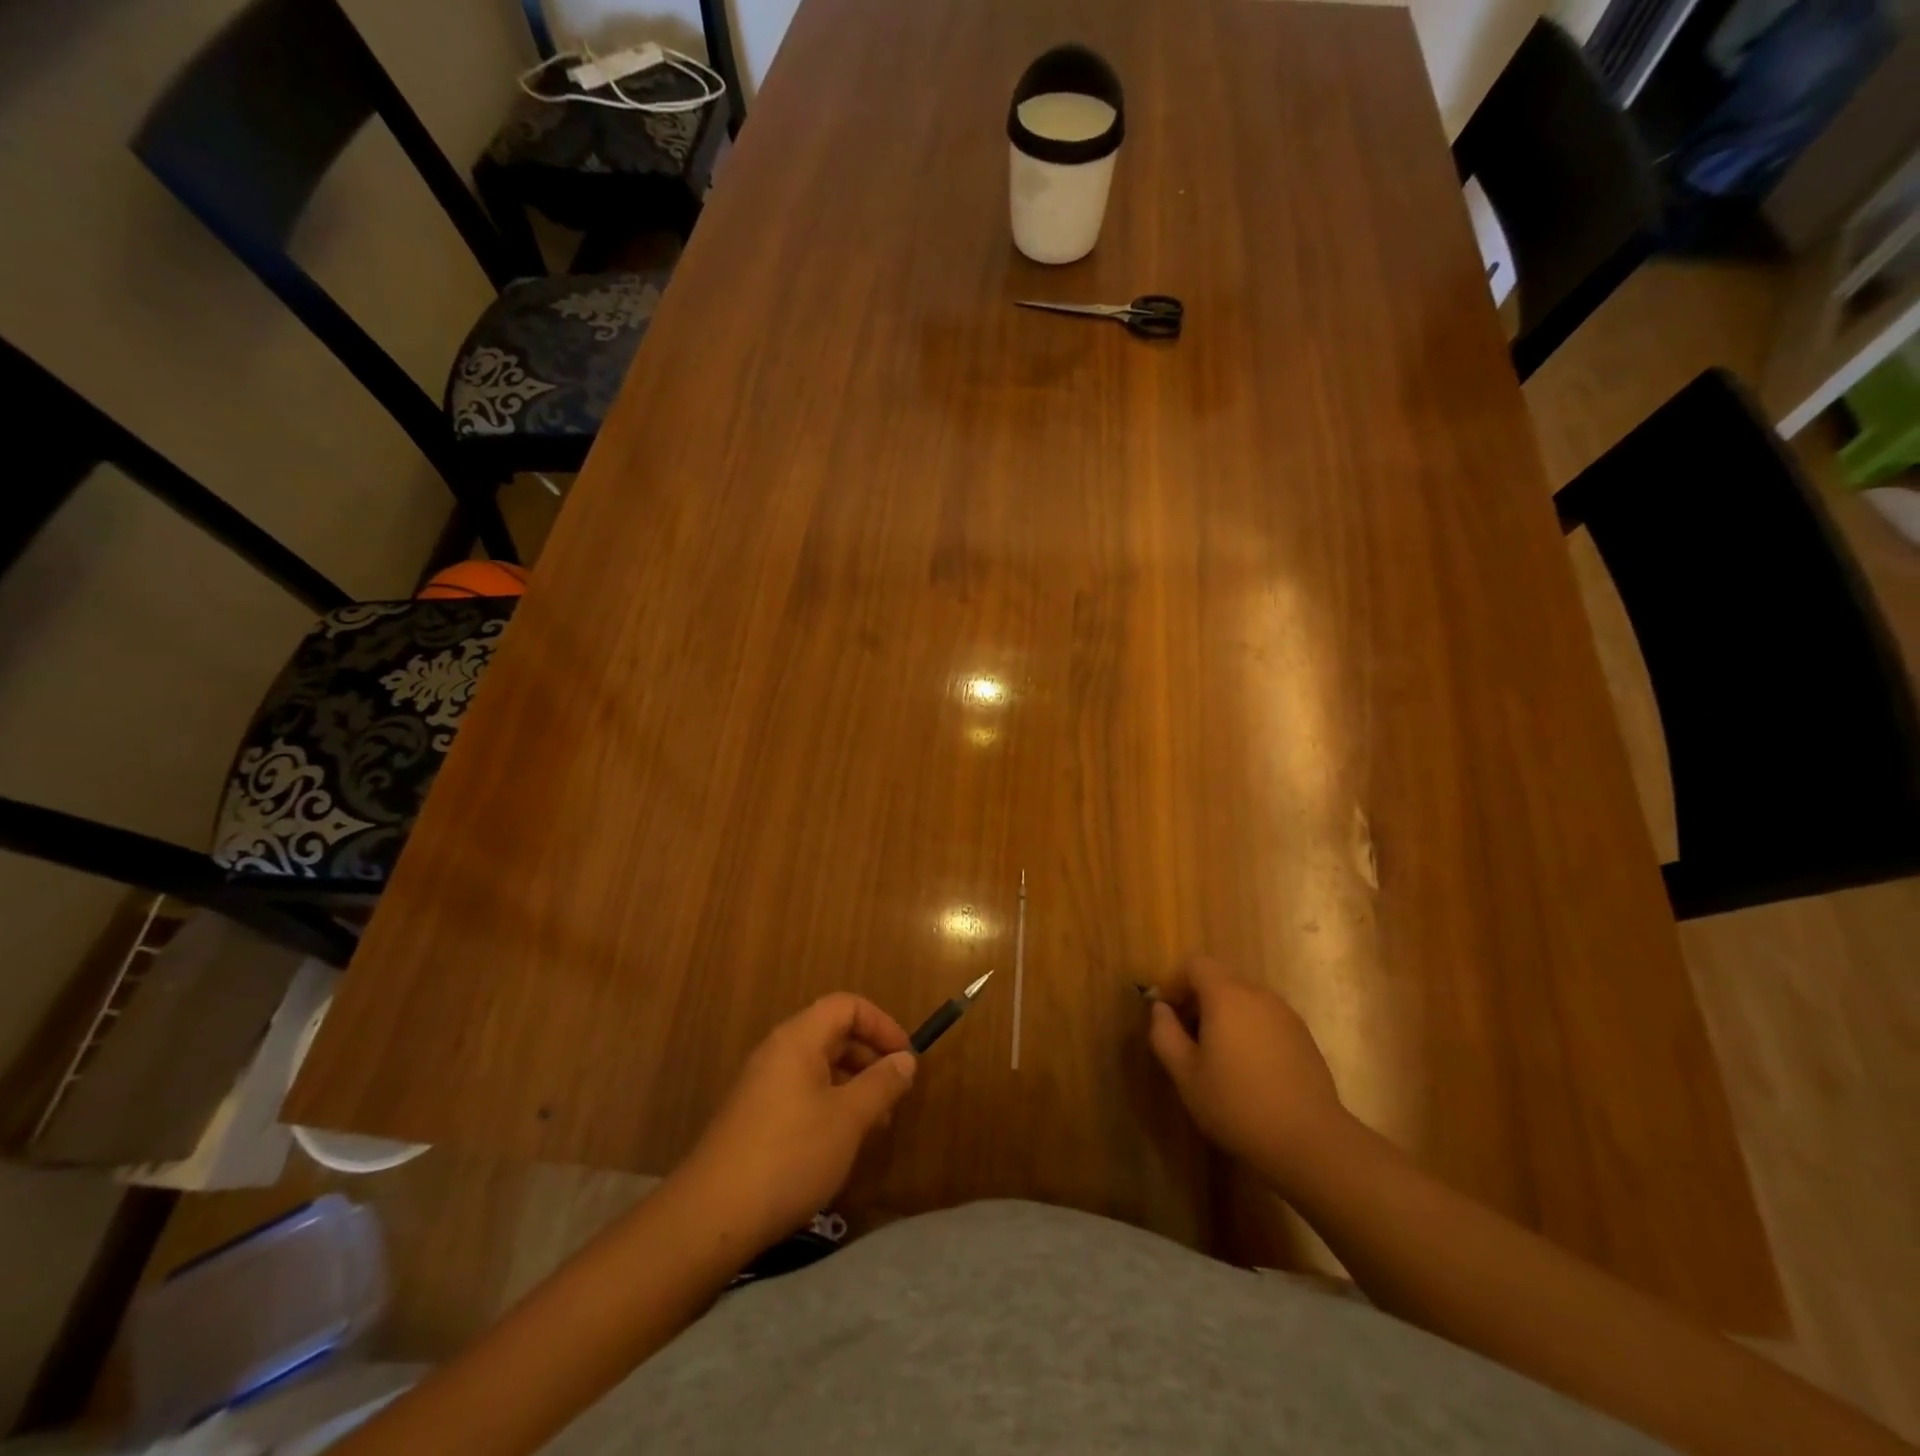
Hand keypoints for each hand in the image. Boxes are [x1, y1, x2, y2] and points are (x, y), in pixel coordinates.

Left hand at [674, 993, 917, 1249]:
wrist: (711, 1216)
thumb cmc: (790, 1155)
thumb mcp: (848, 1119)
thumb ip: (881, 1084)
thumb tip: (905, 1060)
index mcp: (798, 1039)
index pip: (846, 1006)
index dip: (881, 1024)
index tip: (906, 1059)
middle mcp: (777, 1052)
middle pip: (833, 1033)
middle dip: (870, 1057)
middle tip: (896, 1094)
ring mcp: (761, 1085)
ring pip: (818, 1066)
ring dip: (853, 1085)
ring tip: (876, 1124)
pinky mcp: (754, 1117)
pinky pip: (801, 1092)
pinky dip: (830, 1104)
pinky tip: (841, 1143)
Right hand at [1146, 956, 1352, 1192]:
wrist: (1310, 1141)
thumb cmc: (1237, 1105)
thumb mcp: (1185, 1074)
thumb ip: (1164, 1033)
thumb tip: (1160, 1008)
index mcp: (1226, 995)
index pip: (1195, 964)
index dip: (1175, 982)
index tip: (1167, 1014)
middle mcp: (1258, 994)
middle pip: (1220, 977)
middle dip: (1198, 998)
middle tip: (1188, 1036)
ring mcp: (1285, 1014)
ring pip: (1245, 998)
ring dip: (1225, 1013)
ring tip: (1217, 1054)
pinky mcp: (1303, 1036)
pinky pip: (1266, 1017)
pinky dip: (1249, 1027)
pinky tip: (1249, 1067)